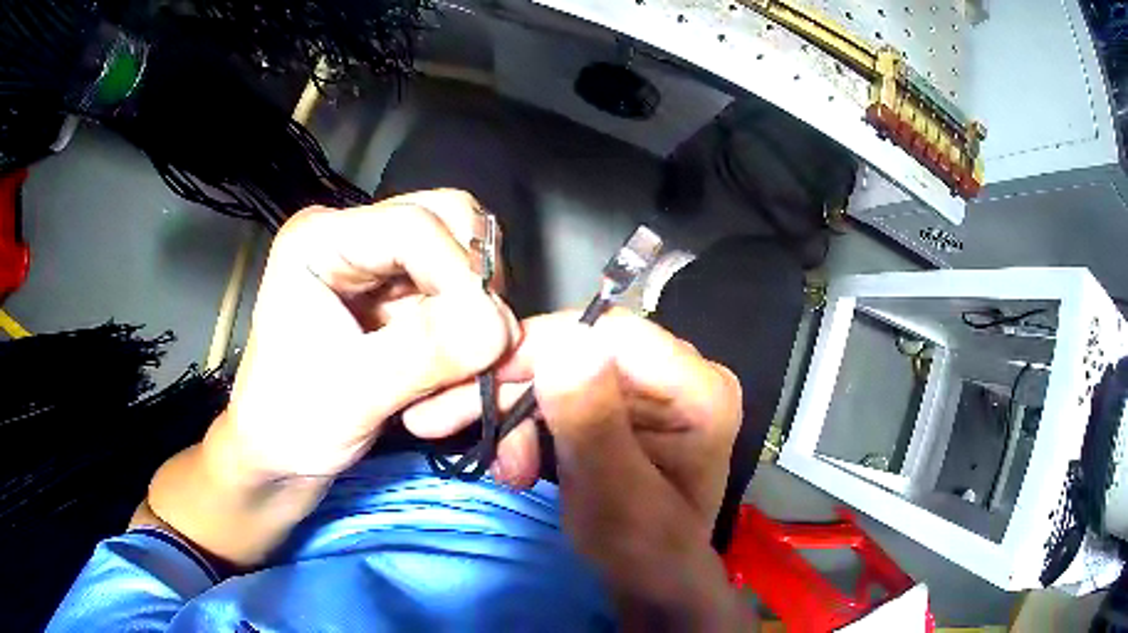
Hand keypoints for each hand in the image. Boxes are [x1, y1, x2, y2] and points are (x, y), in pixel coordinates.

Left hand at [143, 191, 518, 565]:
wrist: (280, 457)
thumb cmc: (289, 425)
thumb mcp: (350, 394)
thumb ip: (422, 355)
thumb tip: (500, 328)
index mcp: (320, 241)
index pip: (414, 225)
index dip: (461, 275)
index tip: (489, 339)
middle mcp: (355, 238)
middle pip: (451, 222)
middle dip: (478, 286)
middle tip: (483, 349)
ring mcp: (382, 266)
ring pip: (467, 260)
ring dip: (480, 319)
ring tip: (462, 380)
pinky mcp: (401, 298)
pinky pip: (464, 299)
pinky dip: (474, 340)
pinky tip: (454, 384)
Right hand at [407, 312, 753, 628]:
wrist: (649, 580)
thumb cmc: (643, 550)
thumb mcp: (615, 495)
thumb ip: (592, 423)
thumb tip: (567, 340)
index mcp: (699, 388)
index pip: (612, 333)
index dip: (541, 348)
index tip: (481, 380)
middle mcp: (679, 374)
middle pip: (582, 349)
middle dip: (515, 389)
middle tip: (449, 418)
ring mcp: (651, 387)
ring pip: (562, 369)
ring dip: (516, 414)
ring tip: (504, 468)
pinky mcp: (622, 403)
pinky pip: (561, 392)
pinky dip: (528, 424)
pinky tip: (515, 463)